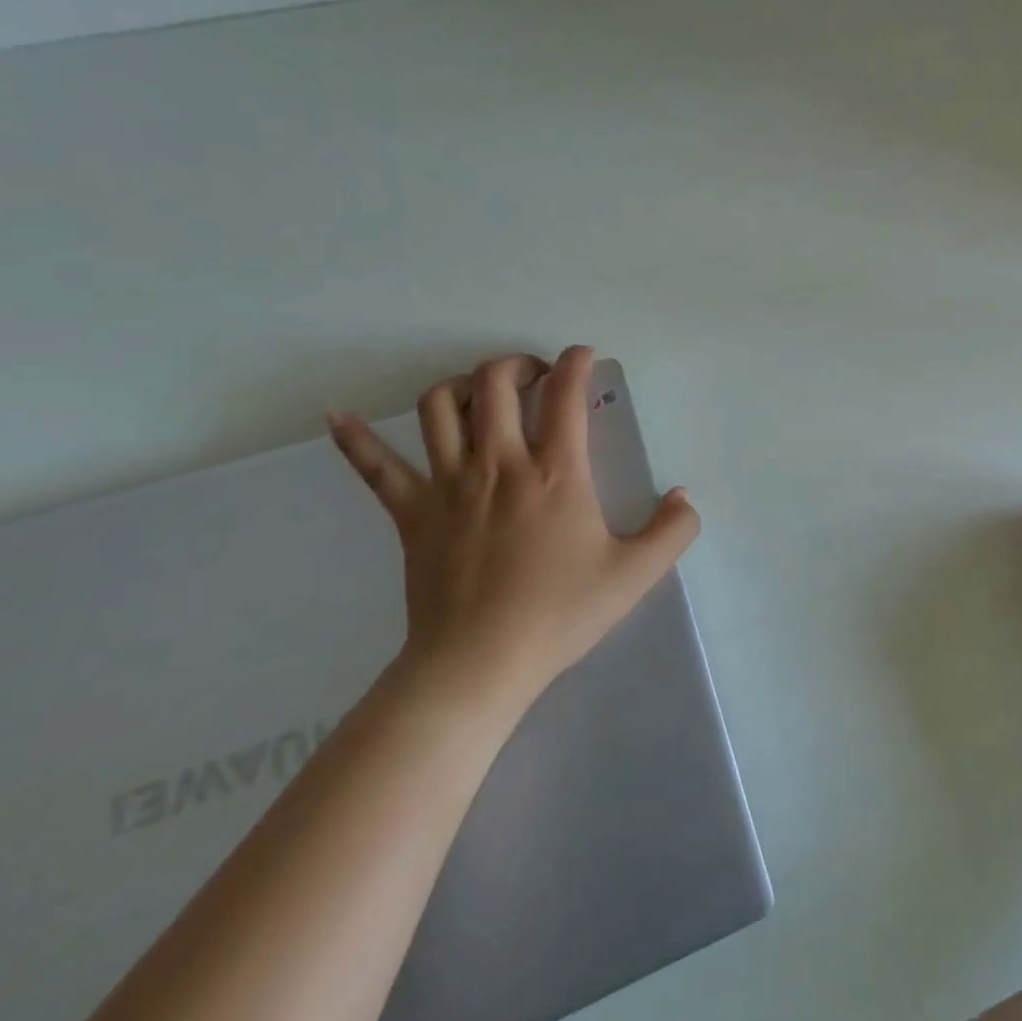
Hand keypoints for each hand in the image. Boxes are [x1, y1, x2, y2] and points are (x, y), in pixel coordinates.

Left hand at [328, 347, 699, 722]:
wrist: (477, 665)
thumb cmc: (559, 614)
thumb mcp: (636, 574)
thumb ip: (673, 530)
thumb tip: (683, 495)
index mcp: (556, 472)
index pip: (566, 394)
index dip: (577, 363)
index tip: (584, 355)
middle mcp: (500, 462)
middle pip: (497, 383)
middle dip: (519, 364)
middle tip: (537, 375)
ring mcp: (448, 484)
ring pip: (440, 407)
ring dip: (461, 385)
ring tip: (481, 393)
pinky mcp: (410, 512)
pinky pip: (375, 466)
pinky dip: (355, 438)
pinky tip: (338, 416)